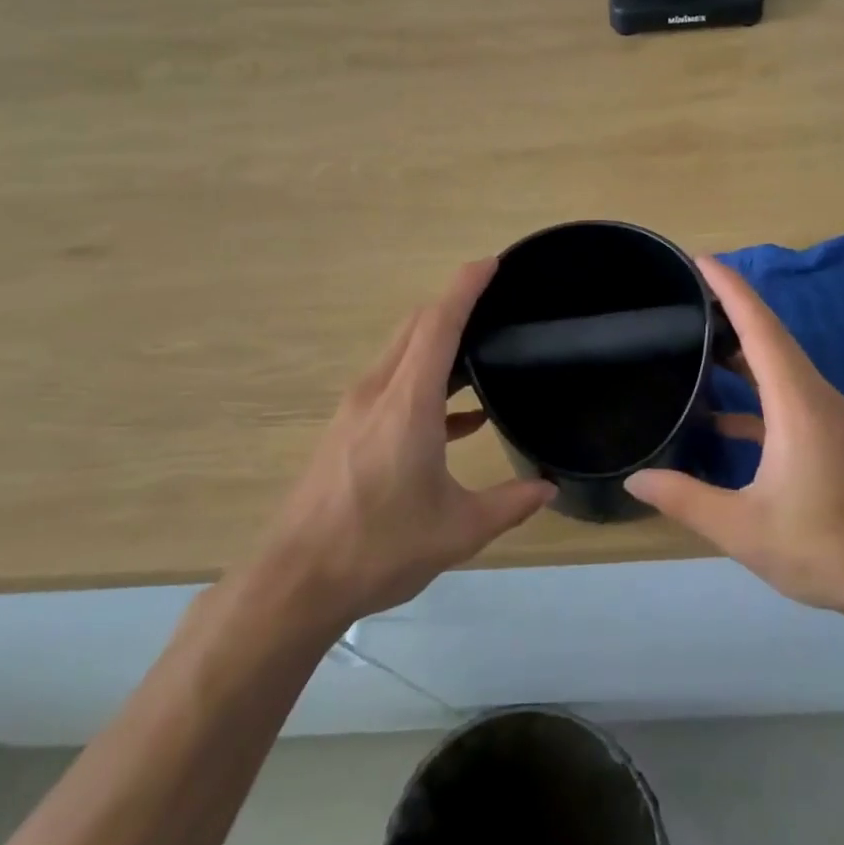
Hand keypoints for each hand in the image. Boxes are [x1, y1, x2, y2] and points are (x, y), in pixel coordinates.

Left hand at [259, 259, 555, 624]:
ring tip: (482, 354)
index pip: (438, 324)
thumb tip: (547, 488)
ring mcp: (356, 410)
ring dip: (439, 344)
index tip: (491, 263)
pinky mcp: (347, 430)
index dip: (465, 287)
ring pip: (401, 354)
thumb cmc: (380, 547)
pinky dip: (426, 383)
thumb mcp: (458, 530)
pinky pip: (392, 386)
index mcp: (408, 402)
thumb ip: (509, 503)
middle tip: (496, 303)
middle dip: (453, 305)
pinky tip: (459, 417)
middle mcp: (377, 392)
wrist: (296, 582)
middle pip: (416, 327)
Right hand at [627, 258, 843, 617]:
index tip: (701, 260)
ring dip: (743, 350)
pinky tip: (722, 417)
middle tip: (687, 294)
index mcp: (798, 405)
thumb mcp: (744, 529)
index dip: (730, 290)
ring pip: (781, 367)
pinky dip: (755, 393)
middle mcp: (817, 398)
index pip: (761, 329)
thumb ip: (686, 500)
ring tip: (698, 342)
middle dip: (732, 309)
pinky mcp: (835, 438)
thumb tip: (636, 479)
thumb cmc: (825, 548)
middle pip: (772, 338)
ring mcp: (831, 418)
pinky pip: (789, 396)